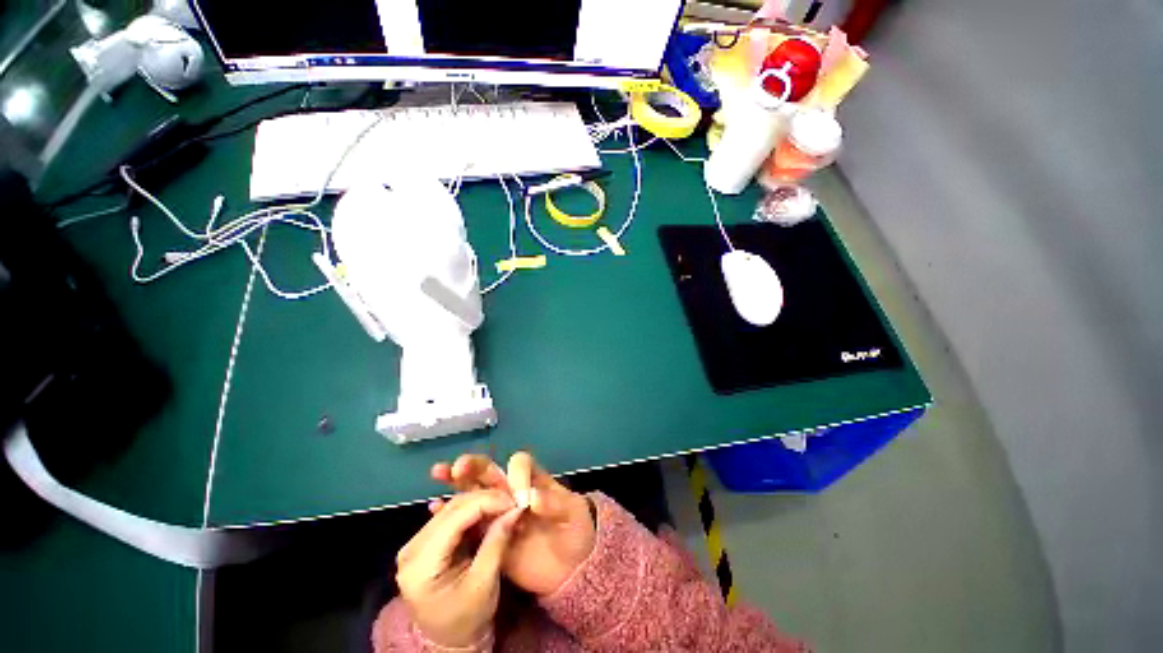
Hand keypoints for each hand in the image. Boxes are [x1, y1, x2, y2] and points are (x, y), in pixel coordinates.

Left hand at [396, 490, 522, 647]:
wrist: (451, 642)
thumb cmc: (467, 619)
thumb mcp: (485, 583)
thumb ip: (497, 541)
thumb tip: (516, 507)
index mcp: (421, 564)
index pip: (456, 516)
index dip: (488, 502)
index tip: (514, 501)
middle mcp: (412, 549)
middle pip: (453, 508)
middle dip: (486, 500)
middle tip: (513, 501)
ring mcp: (416, 544)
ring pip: (453, 507)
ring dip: (481, 503)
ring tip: (504, 506)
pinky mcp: (424, 543)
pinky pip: (451, 516)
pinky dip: (473, 511)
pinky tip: (491, 511)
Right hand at [430, 452, 595, 595]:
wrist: (569, 569)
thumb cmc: (576, 532)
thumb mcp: (574, 515)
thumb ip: (556, 504)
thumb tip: (532, 499)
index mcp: (534, 481)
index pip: (520, 464)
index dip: (516, 472)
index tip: (517, 491)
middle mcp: (513, 492)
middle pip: (491, 473)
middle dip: (474, 467)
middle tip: (457, 466)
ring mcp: (499, 514)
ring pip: (475, 493)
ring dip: (457, 483)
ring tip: (438, 473)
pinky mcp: (489, 536)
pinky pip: (469, 523)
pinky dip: (452, 514)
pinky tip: (434, 508)